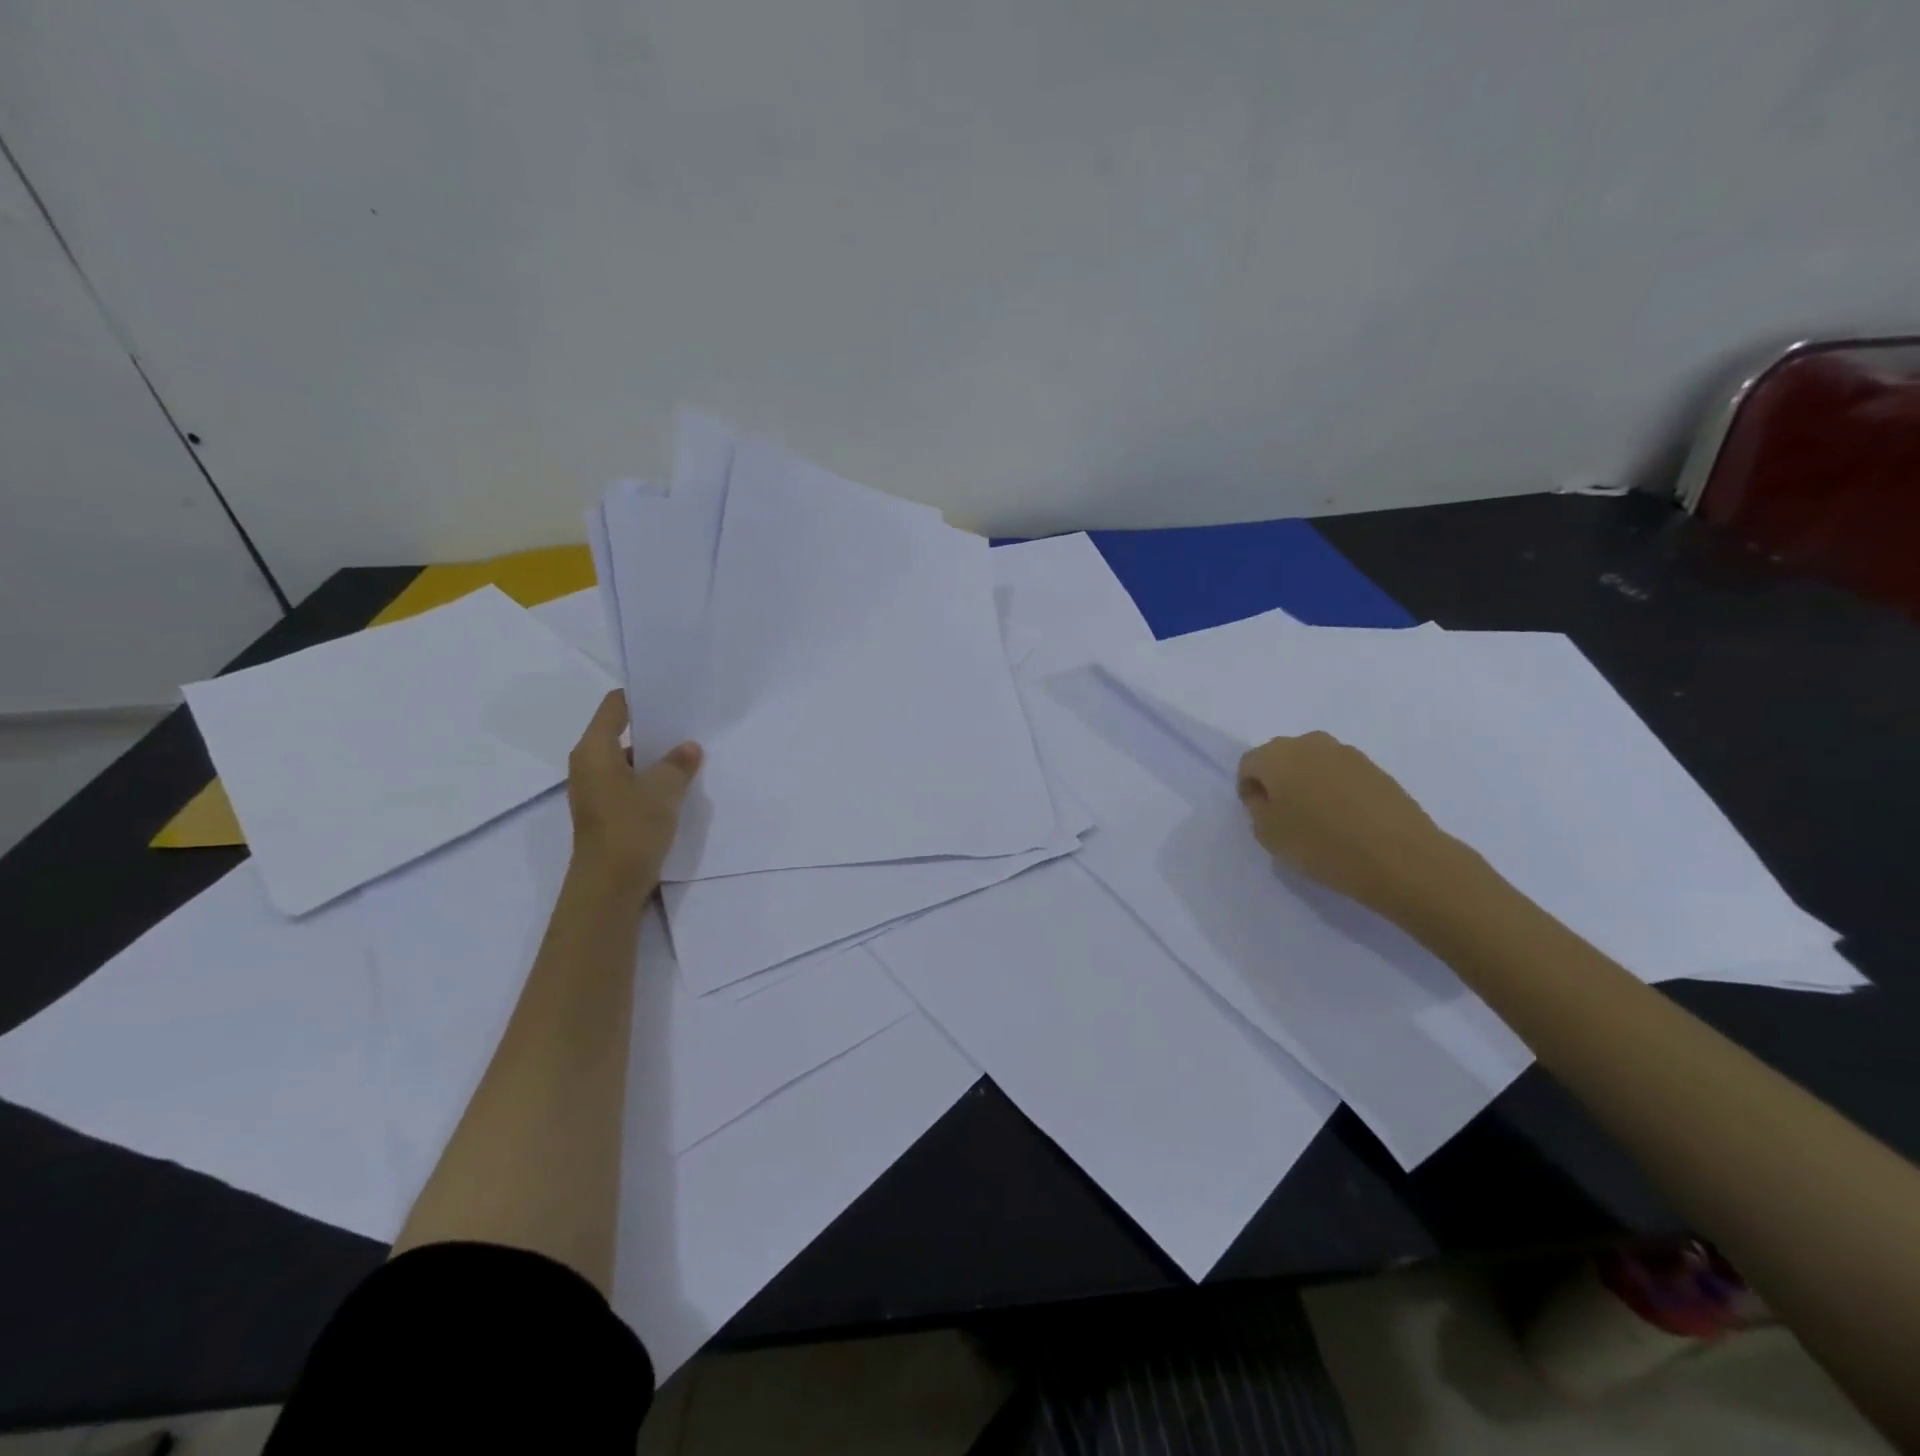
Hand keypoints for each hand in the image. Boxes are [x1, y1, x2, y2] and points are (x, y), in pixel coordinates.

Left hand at [566, 691, 702, 887]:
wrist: (608, 886)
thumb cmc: (630, 829)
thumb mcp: (663, 791)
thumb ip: (678, 764)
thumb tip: (689, 747)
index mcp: (594, 750)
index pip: (615, 706)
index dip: (641, 696)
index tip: (672, 692)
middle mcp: (588, 765)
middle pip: (621, 732)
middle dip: (655, 728)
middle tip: (690, 722)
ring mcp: (595, 789)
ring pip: (628, 760)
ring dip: (655, 757)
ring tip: (691, 753)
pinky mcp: (605, 811)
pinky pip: (629, 783)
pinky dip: (650, 779)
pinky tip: (679, 784)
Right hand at [1237, 731, 1462, 921]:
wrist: (1400, 857)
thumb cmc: (1322, 845)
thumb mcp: (1269, 834)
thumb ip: (1257, 808)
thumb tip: (1266, 795)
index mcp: (1277, 755)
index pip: (1249, 764)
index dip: (1249, 790)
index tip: (1260, 816)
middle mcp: (1310, 743)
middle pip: (1281, 758)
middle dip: (1278, 781)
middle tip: (1286, 816)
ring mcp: (1347, 753)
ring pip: (1313, 764)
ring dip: (1308, 784)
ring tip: (1318, 819)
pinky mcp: (1375, 767)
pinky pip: (1341, 774)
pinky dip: (1335, 790)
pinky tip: (1345, 819)